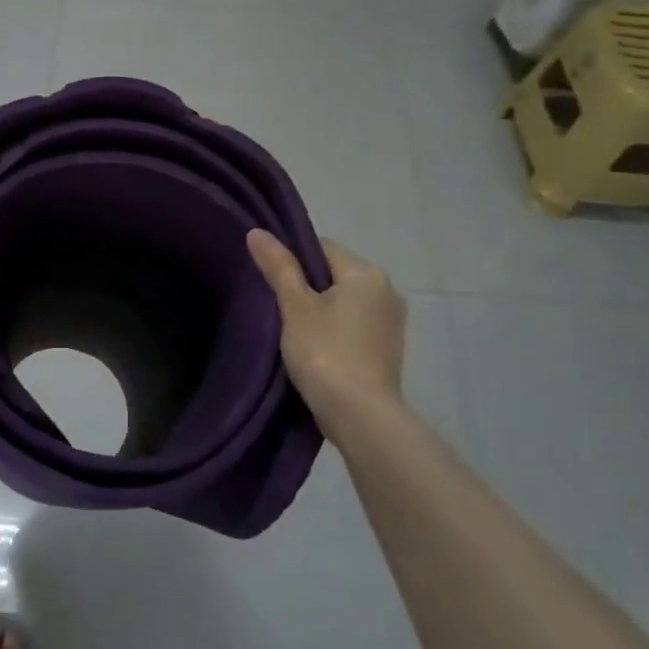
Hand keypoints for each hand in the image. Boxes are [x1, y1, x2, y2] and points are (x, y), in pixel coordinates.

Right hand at [247, 230, 406, 422]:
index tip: (272, 284)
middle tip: (278, 310)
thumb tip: (257, 232)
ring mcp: (392, 321)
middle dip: (307, 287)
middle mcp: (387, 289)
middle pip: (335, 274)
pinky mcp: (389, 348)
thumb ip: (278, 267)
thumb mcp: (295, 307)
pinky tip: (317, 350)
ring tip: (294, 332)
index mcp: (367, 273)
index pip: (322, 247)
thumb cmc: (325, 354)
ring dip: (322, 310)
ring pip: (345, 301)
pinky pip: (355, 324)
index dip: (292, 261)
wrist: (361, 416)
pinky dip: (336, 330)